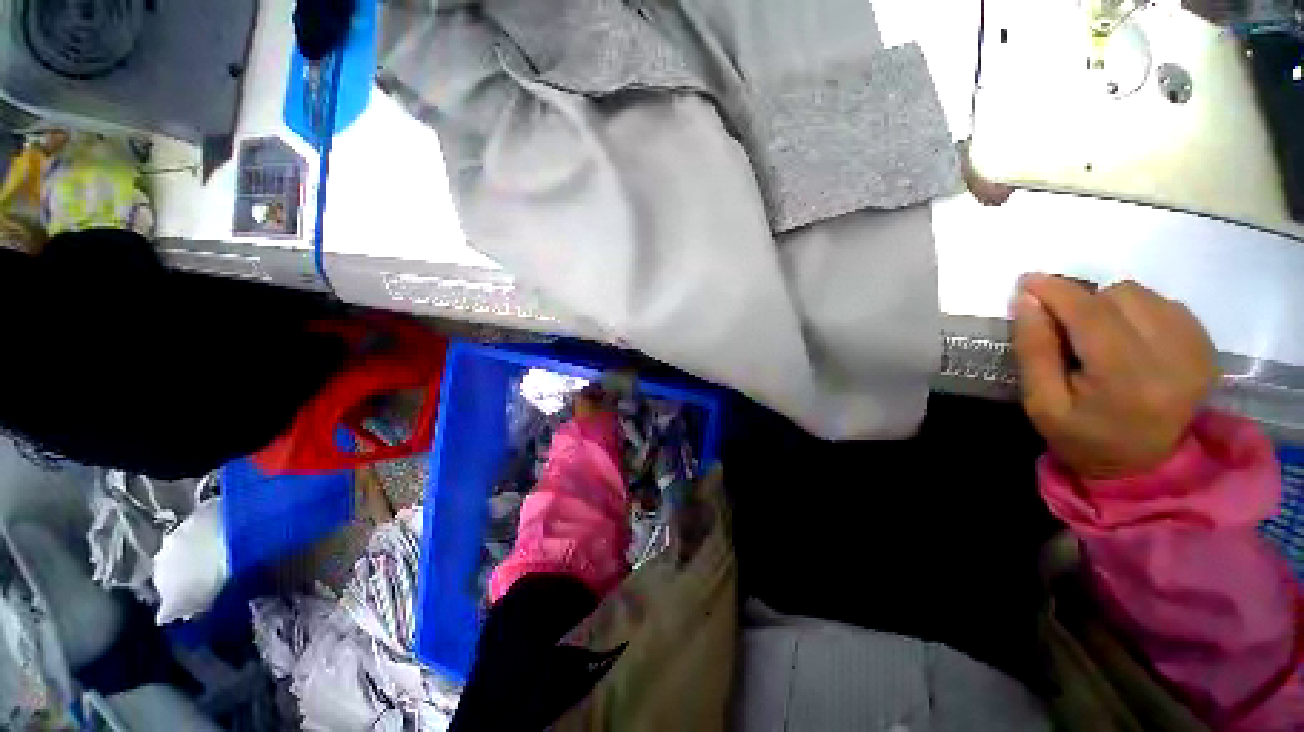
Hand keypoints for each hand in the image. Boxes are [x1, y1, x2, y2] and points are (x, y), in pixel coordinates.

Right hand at [1012, 275, 1218, 478]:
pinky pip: (1166, 304)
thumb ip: (1034, 350)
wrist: (1143, 465)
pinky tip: (1128, 337)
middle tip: (1064, 326)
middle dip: (1083, 302)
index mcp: (1126, 380)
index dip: (1057, 291)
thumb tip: (1029, 299)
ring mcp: (1197, 352)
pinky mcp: (1207, 349)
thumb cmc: (1081, 437)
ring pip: (1144, 295)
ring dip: (1111, 305)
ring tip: (1098, 335)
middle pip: (1120, 296)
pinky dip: (1138, 311)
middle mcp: (1172, 359)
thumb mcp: (1041, 402)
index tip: (1028, 281)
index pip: (1091, 315)